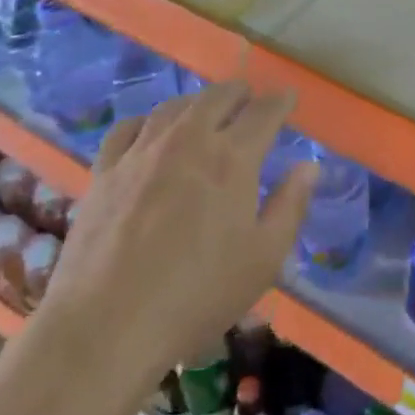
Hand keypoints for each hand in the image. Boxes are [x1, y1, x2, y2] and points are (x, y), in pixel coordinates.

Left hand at [40, 81, 314, 380]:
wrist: (108, 322)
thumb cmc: (198, 294)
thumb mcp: (264, 258)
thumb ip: (290, 206)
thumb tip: (309, 166)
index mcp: (232, 158)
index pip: (263, 113)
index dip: (280, 101)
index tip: (288, 97)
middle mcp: (188, 141)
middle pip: (217, 98)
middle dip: (239, 92)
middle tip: (249, 96)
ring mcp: (141, 152)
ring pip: (174, 107)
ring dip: (197, 102)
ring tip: (205, 109)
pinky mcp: (105, 171)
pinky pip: (129, 128)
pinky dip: (148, 121)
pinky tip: (150, 130)